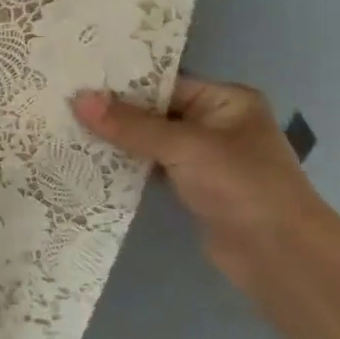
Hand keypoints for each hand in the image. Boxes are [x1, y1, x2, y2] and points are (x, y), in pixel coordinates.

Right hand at [73, 77, 337, 289]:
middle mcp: (215, 123)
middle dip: (111, 113)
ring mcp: (203, 157)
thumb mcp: (184, 147)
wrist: (278, 255)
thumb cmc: (241, 186)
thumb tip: (78, 99)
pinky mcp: (190, 187)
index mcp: (226, 100)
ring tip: (64, 131)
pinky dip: (123, 166)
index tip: (74, 83)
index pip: (163, 83)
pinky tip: (87, 163)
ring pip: (148, 141)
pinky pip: (149, 167)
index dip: (120, 84)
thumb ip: (131, 125)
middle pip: (152, 111)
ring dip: (114, 141)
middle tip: (61, 106)